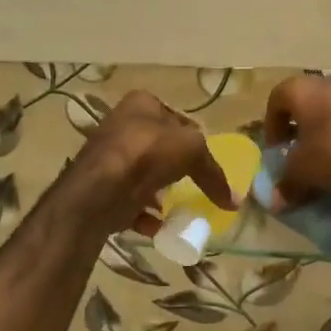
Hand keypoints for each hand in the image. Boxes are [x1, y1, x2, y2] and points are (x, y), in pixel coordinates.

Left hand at [67, 91, 235, 234]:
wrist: (98, 190)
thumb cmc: (146, 154)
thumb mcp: (192, 150)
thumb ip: (212, 171)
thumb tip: (232, 200)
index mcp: (141, 104)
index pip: (176, 118)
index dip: (193, 138)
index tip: (205, 162)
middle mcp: (121, 125)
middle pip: (158, 148)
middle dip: (175, 169)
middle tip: (193, 186)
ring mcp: (108, 158)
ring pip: (142, 175)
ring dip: (159, 193)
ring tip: (175, 209)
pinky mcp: (100, 188)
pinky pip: (128, 201)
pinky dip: (143, 215)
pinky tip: (156, 226)